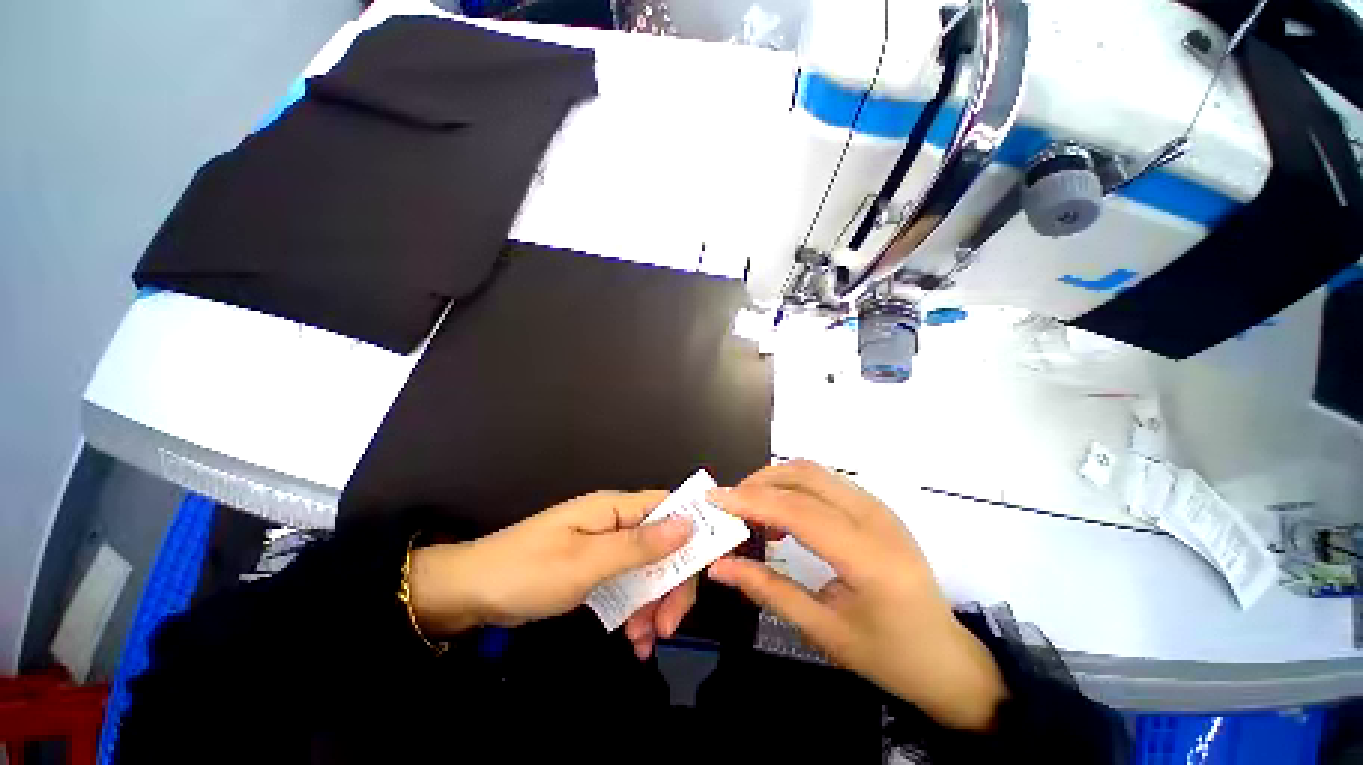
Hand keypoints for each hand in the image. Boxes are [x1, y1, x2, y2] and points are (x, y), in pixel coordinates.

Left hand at [409, 490, 696, 659]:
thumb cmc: (529, 571)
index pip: (669, 508)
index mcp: (615, 509)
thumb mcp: (588, 562)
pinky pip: (627, 584)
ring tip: (645, 640)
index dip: (693, 529)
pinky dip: (635, 609)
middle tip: (668, 625)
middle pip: (663, 544)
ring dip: (653, 603)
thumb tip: (689, 524)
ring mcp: (605, 547)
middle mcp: (615, 523)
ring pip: (647, 569)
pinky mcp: (594, 569)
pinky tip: (634, 638)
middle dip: (671, 583)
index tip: (708, 567)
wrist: (471, 592)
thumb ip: (641, 545)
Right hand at [706, 461, 1007, 731]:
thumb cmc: (888, 656)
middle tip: (730, 504)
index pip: (798, 511)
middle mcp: (876, 519)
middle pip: (805, 475)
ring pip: (815, 472)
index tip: (714, 499)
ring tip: (751, 510)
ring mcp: (879, 508)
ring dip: (776, 480)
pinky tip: (782, 517)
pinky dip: (795, 488)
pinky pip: (826, 482)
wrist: (947, 658)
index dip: (751, 501)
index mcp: (868, 556)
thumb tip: (719, 567)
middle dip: (760, 482)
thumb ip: (768, 590)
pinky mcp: (876, 508)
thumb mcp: (824, 632)